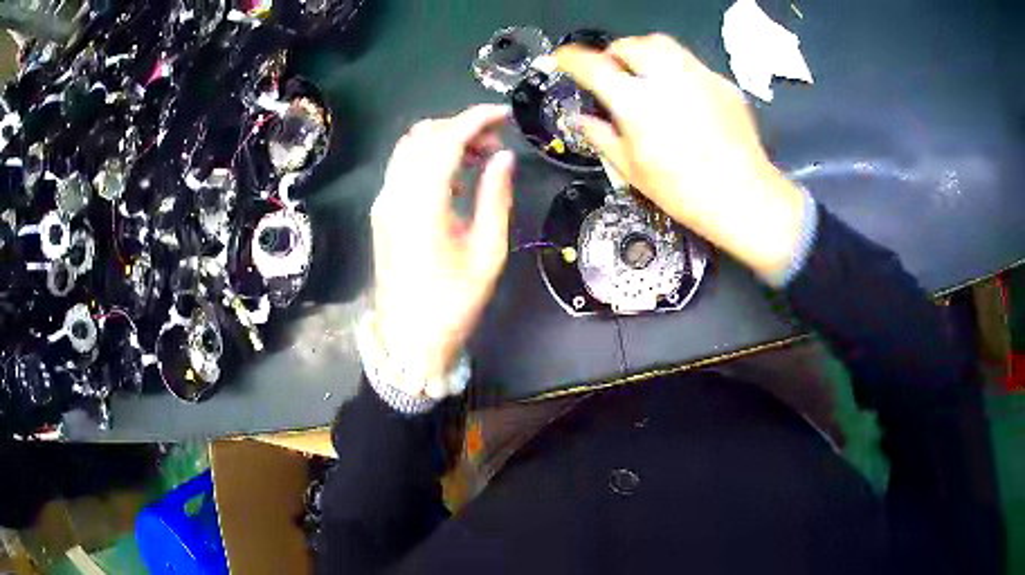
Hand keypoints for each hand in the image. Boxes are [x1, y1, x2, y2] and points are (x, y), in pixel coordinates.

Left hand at [370, 104, 512, 389]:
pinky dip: (429, 158)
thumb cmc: (453, 302)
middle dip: (461, 127)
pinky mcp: (382, 213)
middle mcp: (395, 194)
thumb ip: (495, 197)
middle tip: (495, 143)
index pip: (446, 139)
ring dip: (443, 140)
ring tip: (479, 158)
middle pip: (423, 135)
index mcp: (422, 203)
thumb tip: (504, 157)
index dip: (477, 118)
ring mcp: (384, 202)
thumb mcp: (487, 252)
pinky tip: (455, 178)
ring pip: (409, 148)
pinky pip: (403, 168)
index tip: (505, 113)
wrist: (408, 338)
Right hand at [554, 34, 807, 280]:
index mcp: (636, 102)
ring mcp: (698, 76)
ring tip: (643, 74)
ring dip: (643, 52)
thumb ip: (600, 137)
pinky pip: (690, 63)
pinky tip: (680, 94)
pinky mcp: (721, 83)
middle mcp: (666, 78)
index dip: (570, 59)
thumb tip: (580, 119)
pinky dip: (675, 69)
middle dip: (613, 53)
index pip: (592, 65)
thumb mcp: (632, 170)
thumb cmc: (684, 191)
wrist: (745, 197)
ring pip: (662, 44)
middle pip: (629, 44)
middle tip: (611, 72)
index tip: (562, 60)